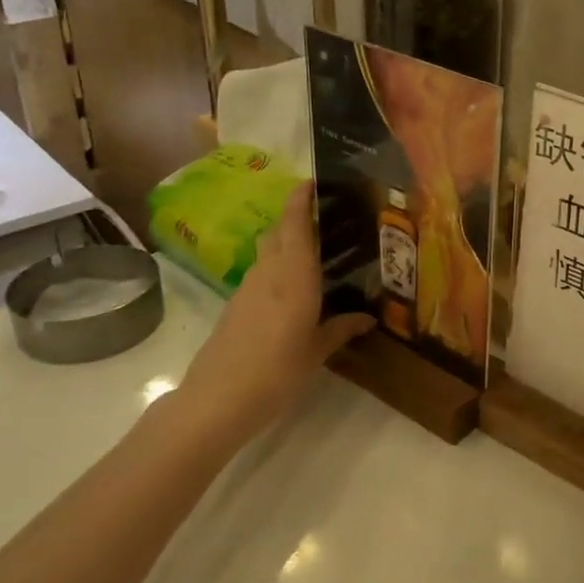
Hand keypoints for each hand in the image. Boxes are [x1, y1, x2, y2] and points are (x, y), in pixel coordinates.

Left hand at [174, 182, 373, 437]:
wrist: (217, 401)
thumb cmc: (276, 371)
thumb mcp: (316, 352)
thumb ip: (341, 329)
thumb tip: (367, 318)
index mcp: (294, 275)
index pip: (295, 223)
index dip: (301, 198)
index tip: (314, 181)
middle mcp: (269, 272)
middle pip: (279, 231)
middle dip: (296, 218)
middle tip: (326, 218)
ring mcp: (247, 289)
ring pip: (268, 252)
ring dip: (286, 243)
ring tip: (316, 254)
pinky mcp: (235, 307)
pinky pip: (262, 275)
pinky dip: (278, 269)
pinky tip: (294, 290)